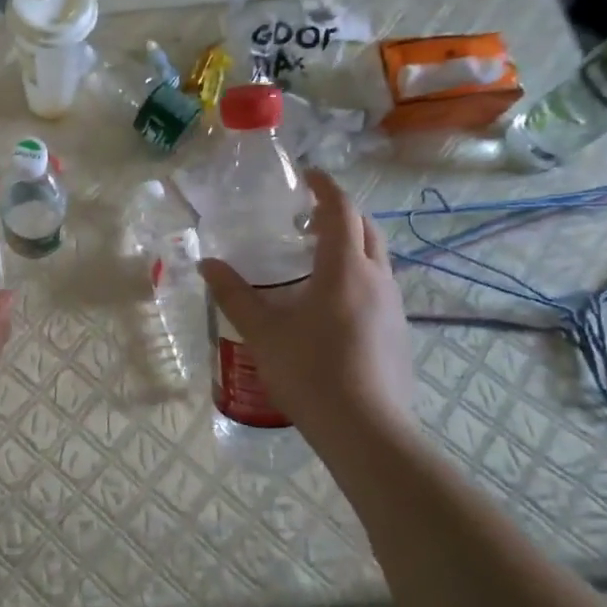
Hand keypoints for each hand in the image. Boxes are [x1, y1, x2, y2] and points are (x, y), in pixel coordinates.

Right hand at [200, 169, 414, 438]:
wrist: (366, 430)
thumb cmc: (310, 372)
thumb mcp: (262, 331)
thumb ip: (234, 294)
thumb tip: (207, 264)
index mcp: (344, 268)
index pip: (341, 210)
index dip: (325, 187)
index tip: (306, 175)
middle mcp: (376, 278)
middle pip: (366, 228)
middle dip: (340, 212)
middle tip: (306, 216)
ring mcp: (393, 306)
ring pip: (377, 257)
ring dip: (351, 243)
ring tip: (315, 257)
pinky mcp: (398, 332)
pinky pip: (380, 285)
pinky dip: (358, 274)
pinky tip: (332, 303)